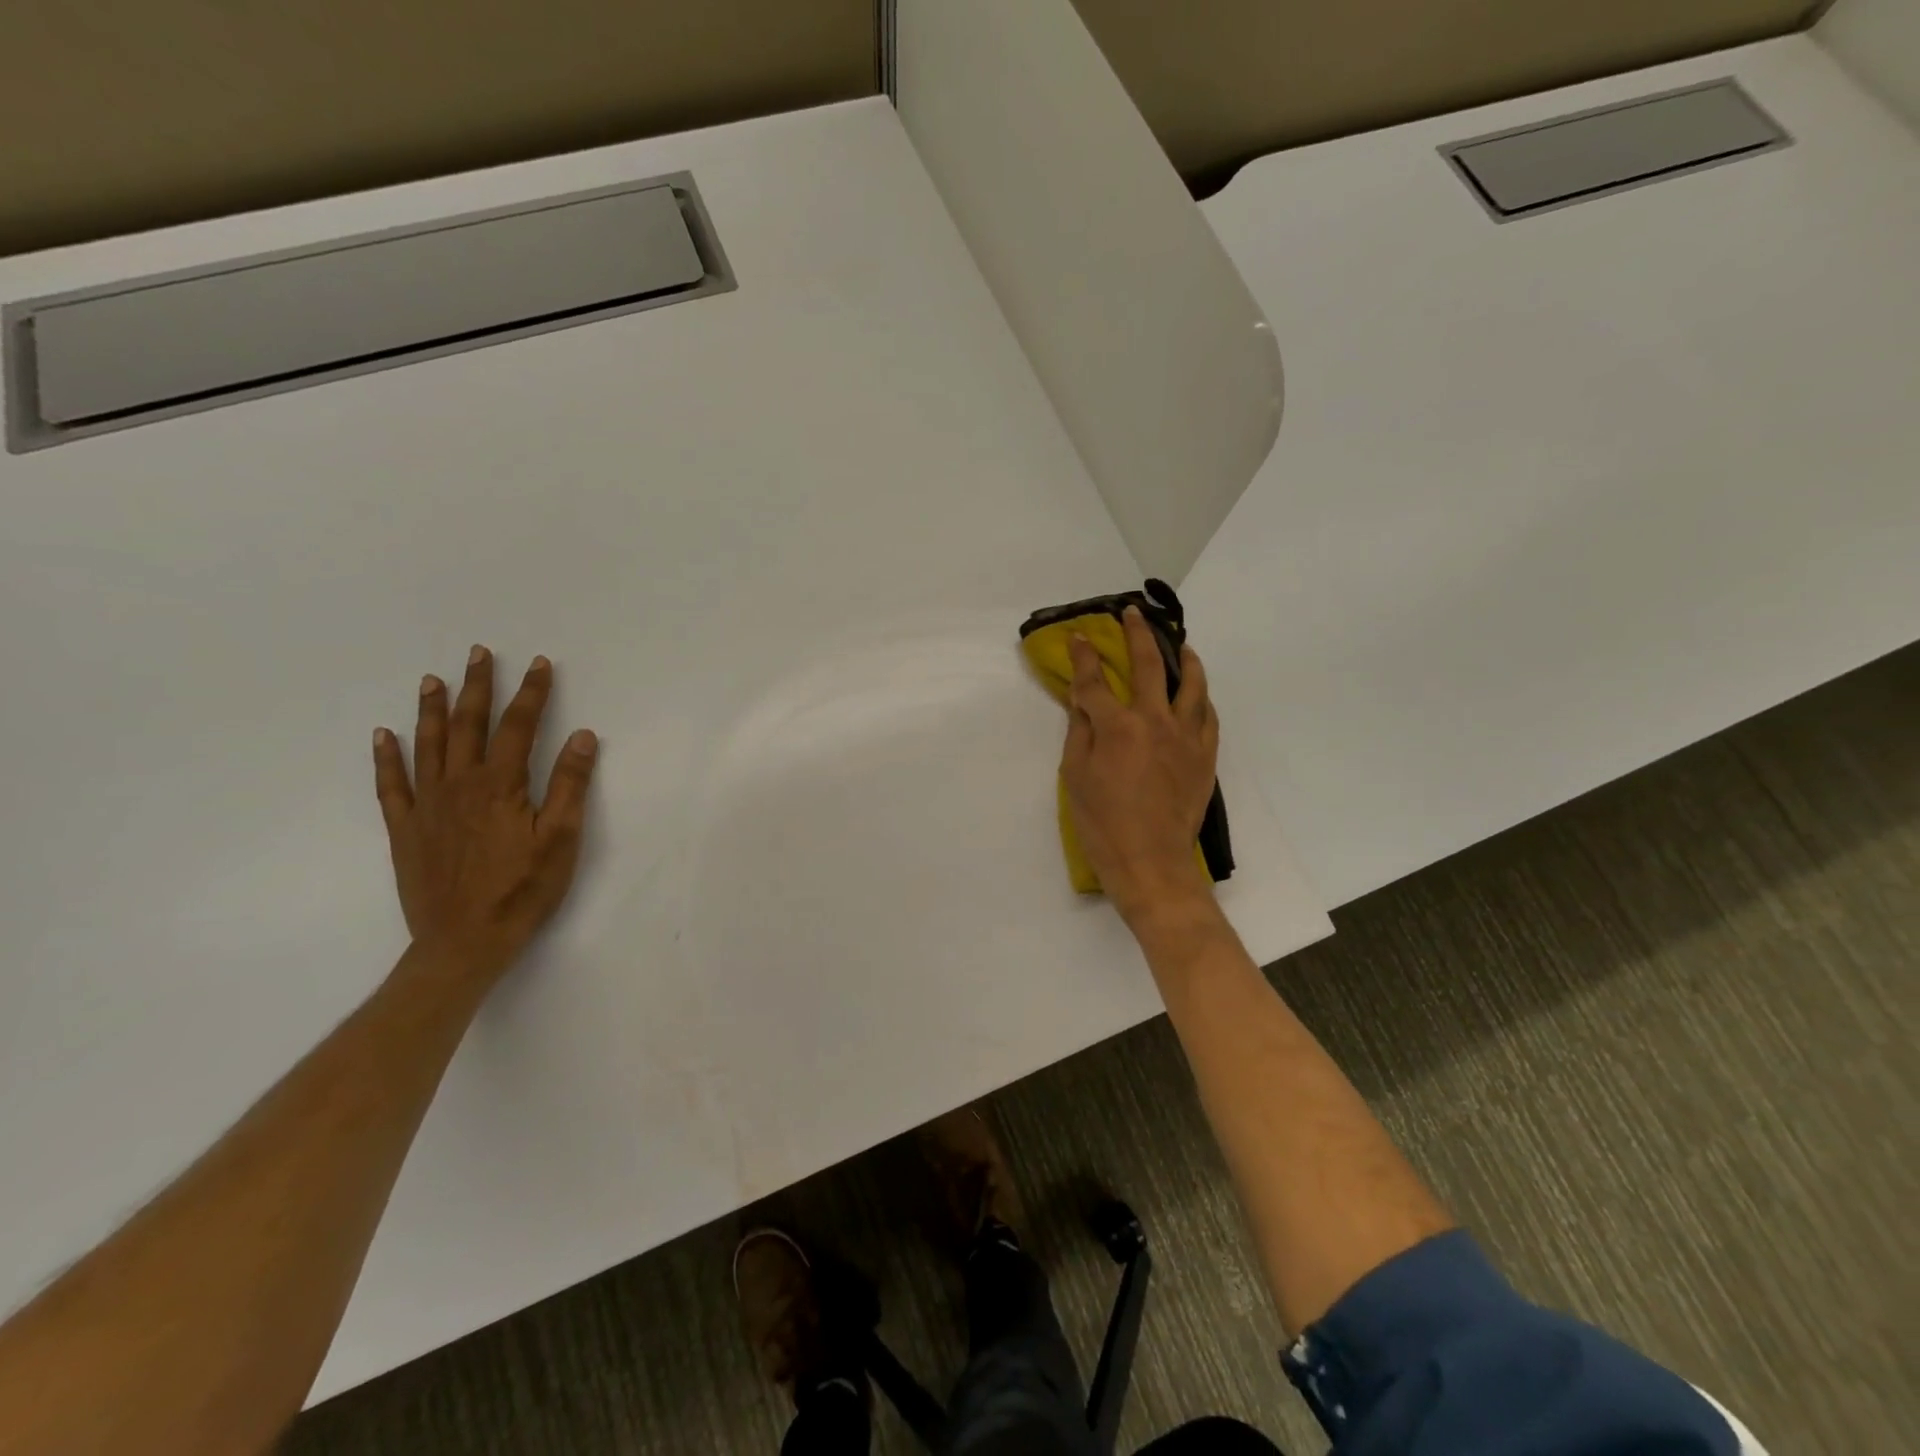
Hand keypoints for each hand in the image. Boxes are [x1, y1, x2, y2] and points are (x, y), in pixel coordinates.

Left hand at [372, 646, 598, 984]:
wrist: (464, 942)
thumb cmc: (523, 890)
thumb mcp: (560, 839)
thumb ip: (569, 785)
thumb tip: (582, 736)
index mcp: (500, 786)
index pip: (518, 727)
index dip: (531, 693)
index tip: (538, 663)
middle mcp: (459, 785)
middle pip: (469, 726)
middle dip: (478, 687)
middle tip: (479, 652)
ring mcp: (426, 807)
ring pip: (428, 746)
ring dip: (433, 710)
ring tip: (434, 679)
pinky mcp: (405, 830)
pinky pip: (391, 785)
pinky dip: (387, 757)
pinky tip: (384, 735)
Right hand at [1061, 607, 1220, 924]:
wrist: (1151, 863)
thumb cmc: (1103, 824)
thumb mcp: (1075, 777)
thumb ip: (1080, 732)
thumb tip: (1082, 701)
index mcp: (1117, 726)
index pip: (1095, 680)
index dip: (1084, 656)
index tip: (1079, 637)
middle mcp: (1155, 721)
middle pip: (1148, 665)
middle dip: (1137, 635)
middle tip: (1133, 615)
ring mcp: (1186, 736)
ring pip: (1191, 684)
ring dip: (1183, 658)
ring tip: (1179, 645)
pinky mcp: (1205, 755)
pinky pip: (1208, 715)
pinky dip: (1201, 697)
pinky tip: (1196, 693)